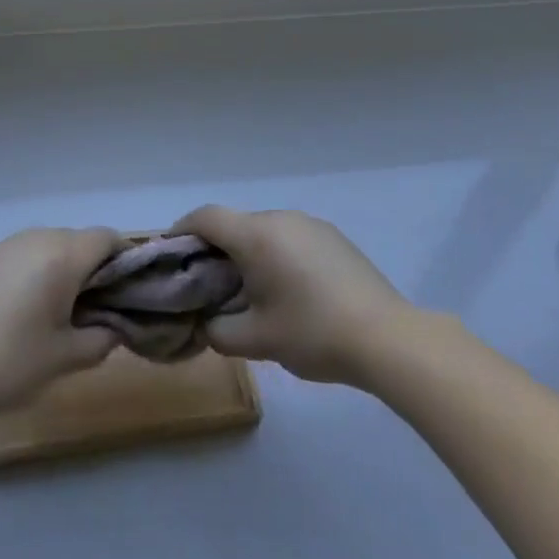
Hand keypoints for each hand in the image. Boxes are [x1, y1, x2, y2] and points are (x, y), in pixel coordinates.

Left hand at [0, 227, 121, 418]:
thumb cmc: (15, 361)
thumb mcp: (68, 356)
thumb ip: (102, 338)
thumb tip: (114, 328)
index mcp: (63, 254)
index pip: (107, 238)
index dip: (124, 258)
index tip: (128, 288)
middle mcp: (37, 238)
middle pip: (78, 239)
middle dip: (93, 265)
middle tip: (96, 305)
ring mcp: (6, 245)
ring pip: (49, 244)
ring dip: (62, 266)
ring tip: (59, 307)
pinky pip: (23, 254)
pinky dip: (35, 270)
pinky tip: (24, 307)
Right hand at [169, 206, 412, 387]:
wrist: (387, 337)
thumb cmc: (312, 333)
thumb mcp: (256, 341)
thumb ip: (218, 331)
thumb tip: (205, 324)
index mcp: (256, 235)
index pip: (205, 217)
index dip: (181, 230)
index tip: (171, 254)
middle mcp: (281, 218)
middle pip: (235, 224)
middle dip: (215, 249)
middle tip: (208, 285)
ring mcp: (311, 224)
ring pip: (264, 231)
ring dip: (248, 253)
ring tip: (250, 292)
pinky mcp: (333, 237)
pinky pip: (290, 237)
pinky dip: (276, 255)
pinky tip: (289, 291)